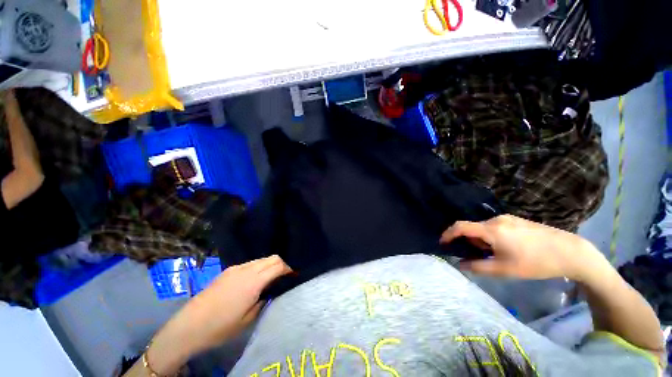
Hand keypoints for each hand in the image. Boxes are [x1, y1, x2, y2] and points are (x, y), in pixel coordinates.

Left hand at [147, 256, 291, 374]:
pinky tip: (254, 280)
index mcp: (253, 282)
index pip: (278, 265)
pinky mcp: (228, 270)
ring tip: (271, 278)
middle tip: (284, 276)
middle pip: (272, 257)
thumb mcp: (248, 319)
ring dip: (270, 265)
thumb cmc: (220, 327)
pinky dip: (258, 267)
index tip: (294, 276)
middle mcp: (247, 269)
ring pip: (261, 259)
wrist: (188, 326)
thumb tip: (271, 290)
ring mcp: (236, 268)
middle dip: (282, 264)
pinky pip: (250, 263)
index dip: (289, 268)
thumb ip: (263, 300)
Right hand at [440, 215, 605, 280]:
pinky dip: (493, 236)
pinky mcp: (517, 220)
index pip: (460, 227)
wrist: (571, 252)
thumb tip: (460, 264)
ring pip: (485, 228)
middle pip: (473, 228)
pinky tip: (509, 248)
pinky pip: (496, 226)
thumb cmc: (536, 262)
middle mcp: (496, 219)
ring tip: (497, 255)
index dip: (448, 234)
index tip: (442, 243)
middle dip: (471, 242)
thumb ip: (478, 267)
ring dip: (483, 240)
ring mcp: (508, 218)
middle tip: (479, 256)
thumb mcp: (505, 269)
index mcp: (491, 229)